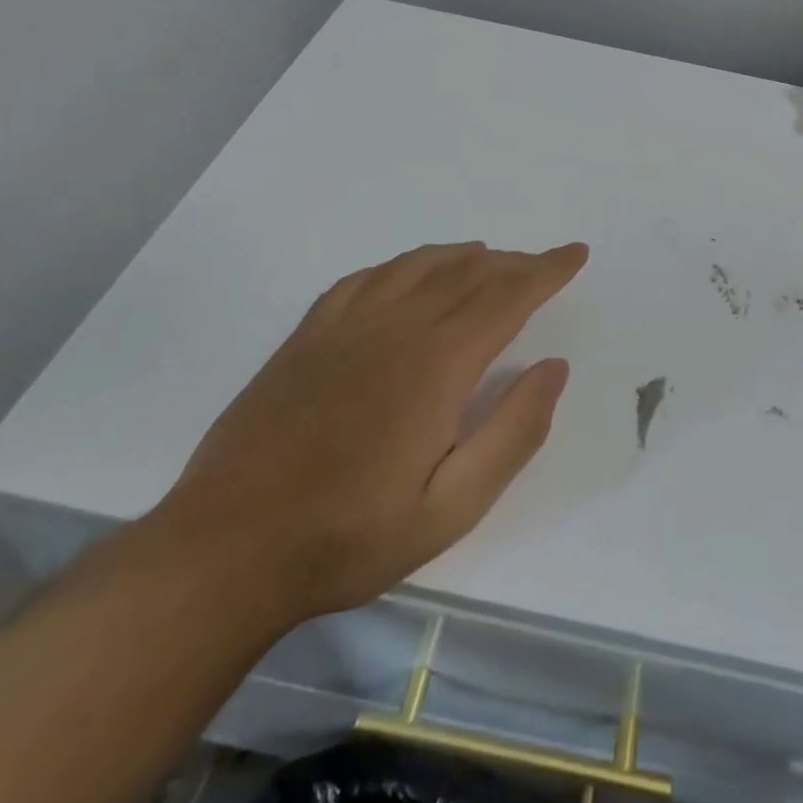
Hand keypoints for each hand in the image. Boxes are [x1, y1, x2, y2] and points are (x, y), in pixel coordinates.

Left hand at [151, 242, 586, 634]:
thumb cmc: (350, 535)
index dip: (546, 270)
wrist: (227, 549)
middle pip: (468, 272)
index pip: (507, 295)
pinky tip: (409, 274)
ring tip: (488, 261)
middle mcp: (395, 326)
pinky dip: (403, 265)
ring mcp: (345, 325)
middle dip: (514, 263)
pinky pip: (367, 278)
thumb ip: (513, 432)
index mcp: (437, 362)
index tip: (575, 253)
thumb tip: (553, 367)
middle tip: (541, 265)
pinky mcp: (308, 336)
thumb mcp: (452, 507)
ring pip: (419, 265)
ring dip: (462, 257)